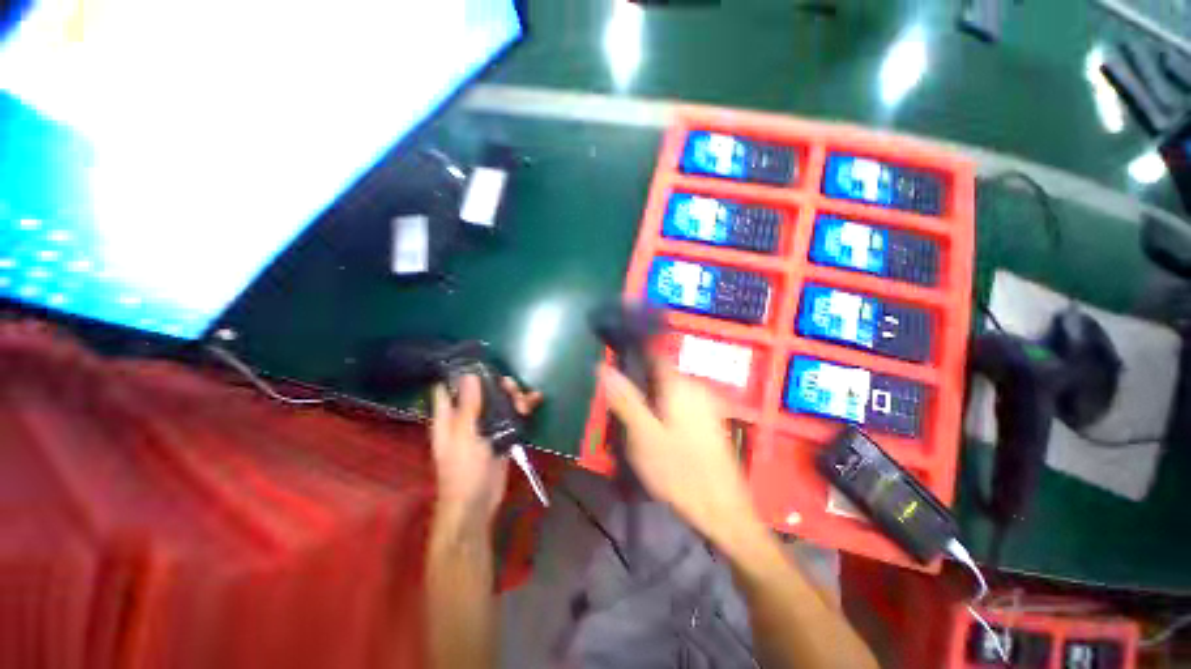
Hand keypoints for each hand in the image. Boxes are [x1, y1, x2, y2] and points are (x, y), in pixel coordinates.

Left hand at [430, 375, 542, 528]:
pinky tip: (535, 400)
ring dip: (513, 396)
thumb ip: (468, 405)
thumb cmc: (463, 469)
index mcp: (448, 417)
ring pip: (499, 402)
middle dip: (496, 385)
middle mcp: (466, 418)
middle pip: (480, 392)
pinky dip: (522, 408)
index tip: (476, 359)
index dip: (458, 373)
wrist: (477, 503)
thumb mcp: (464, 435)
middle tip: (510, 385)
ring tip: (525, 398)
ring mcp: (485, 426)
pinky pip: (511, 415)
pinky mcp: (501, 435)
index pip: (448, 388)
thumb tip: (469, 375)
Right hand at [600, 363, 759, 546]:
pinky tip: (660, 439)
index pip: (653, 356)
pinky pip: (679, 407)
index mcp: (680, 386)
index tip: (615, 373)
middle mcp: (696, 388)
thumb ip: (624, 399)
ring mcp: (705, 404)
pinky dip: (664, 415)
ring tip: (639, 431)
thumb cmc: (679, 471)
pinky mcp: (709, 421)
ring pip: (667, 394)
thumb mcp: (644, 435)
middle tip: (624, 414)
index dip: (632, 359)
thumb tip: (603, 367)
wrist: (722, 510)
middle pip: (659, 377)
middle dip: (640, 389)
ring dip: (650, 405)